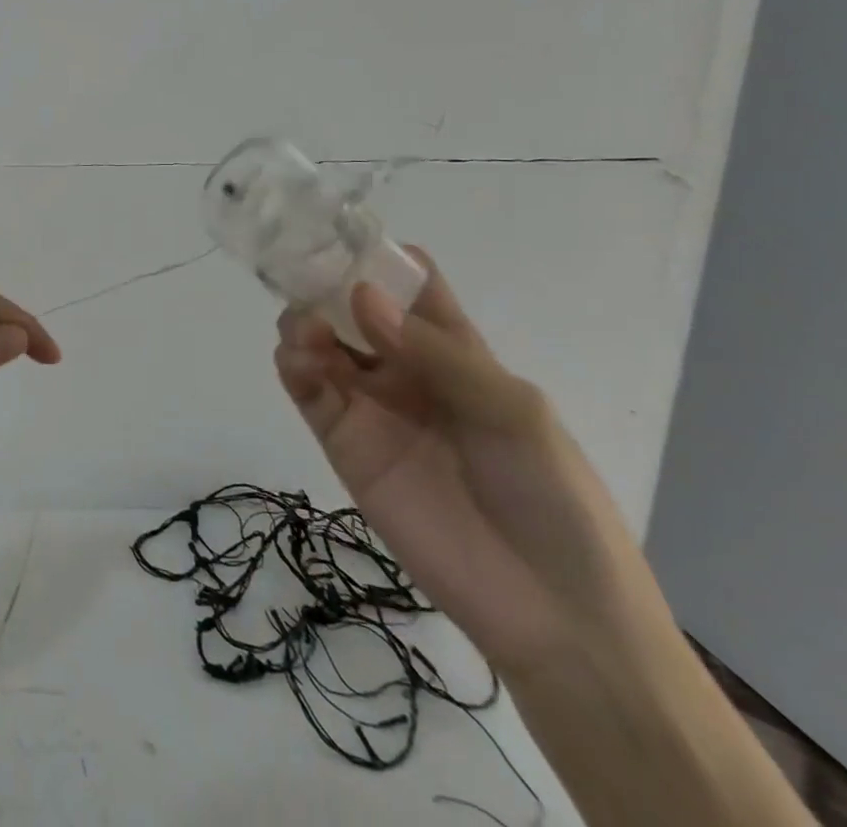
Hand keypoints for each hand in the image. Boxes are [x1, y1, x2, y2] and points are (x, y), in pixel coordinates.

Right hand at [273, 250, 657, 671]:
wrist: (552, 612)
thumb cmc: (552, 496)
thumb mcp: (513, 412)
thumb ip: (436, 353)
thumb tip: (360, 296)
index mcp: (454, 349)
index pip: (409, 284)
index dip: (378, 256)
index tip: (339, 233)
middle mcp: (405, 367)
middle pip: (350, 308)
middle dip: (324, 286)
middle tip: (302, 279)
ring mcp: (371, 405)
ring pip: (320, 343)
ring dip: (304, 323)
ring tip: (308, 331)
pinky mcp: (344, 443)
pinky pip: (308, 391)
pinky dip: (293, 366)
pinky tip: (298, 361)